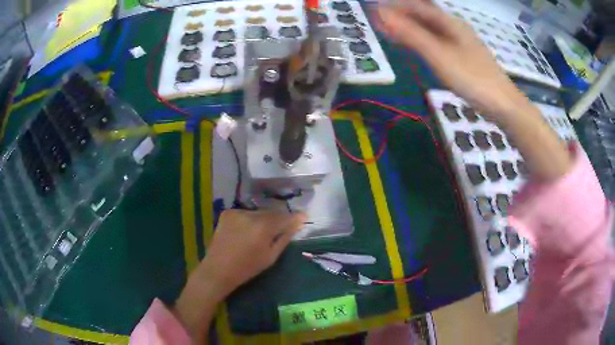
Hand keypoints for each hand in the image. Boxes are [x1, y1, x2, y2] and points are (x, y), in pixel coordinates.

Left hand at [200, 209, 305, 295]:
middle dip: (279, 219)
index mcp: (263, 227)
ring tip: (263, 231)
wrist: (217, 269)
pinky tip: (248, 230)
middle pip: (272, 213)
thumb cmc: (247, 268)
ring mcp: (237, 212)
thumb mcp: (271, 256)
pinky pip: (246, 213)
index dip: (295, 217)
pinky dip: (251, 220)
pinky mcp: (228, 212)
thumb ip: (285, 237)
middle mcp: (250, 214)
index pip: (285, 217)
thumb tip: (299, 222)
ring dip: (264, 219)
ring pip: (259, 212)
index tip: (304, 216)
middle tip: (284, 226)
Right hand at [375, 0, 528, 118]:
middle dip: (402, 16)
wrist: (504, 105)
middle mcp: (456, 28)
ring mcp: (462, 43)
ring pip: (431, 29)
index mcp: (450, 23)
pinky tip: (418, 47)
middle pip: (425, 16)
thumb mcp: (440, 56)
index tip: (375, 10)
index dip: (396, 7)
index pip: (418, 7)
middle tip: (380, 23)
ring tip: (392, 33)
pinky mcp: (464, 57)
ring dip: (411, 29)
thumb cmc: (473, 79)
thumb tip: (382, 15)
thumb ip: (412, 35)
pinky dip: (423, 41)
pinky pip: (438, 42)